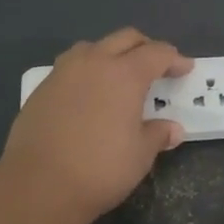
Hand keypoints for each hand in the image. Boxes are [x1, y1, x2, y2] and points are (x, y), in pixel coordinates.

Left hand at [0, 28, 193, 223]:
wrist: (37, 185)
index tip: (185, 68)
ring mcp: (63, 72)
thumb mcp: (140, 155)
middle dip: (146, 47)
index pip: (157, 53)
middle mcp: (94, 62)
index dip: (175, 59)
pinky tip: (89, 94)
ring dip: (112, 53)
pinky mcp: (42, 88)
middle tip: (157, 65)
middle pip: (125, 38)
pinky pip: (71, 67)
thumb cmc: (100, 168)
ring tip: (119, 75)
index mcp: (125, 74)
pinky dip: (87, 71)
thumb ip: (158, 135)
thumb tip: (173, 129)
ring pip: (93, 47)